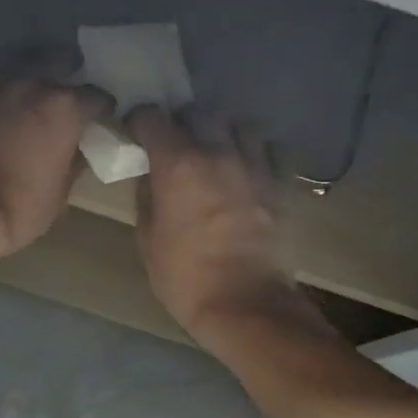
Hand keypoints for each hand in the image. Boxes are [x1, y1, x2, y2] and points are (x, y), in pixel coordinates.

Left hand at [0, 71, 105, 261]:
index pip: (96, 96)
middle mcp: (34, 83)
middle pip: (59, 59)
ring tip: (31, 89)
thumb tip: (81, 147)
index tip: (100, 117)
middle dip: (68, 70)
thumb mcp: (63, 191)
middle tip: (67, 88)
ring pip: (21, 63)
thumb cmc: (23, 207)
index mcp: (65, 107)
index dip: (101, 108)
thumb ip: (76, 159)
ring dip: (30, 73)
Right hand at [129, 106, 318, 344]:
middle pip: (199, 111)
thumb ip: (146, 197)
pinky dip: (255, 153)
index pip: (152, 116)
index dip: (140, 122)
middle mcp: (217, 153)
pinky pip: (270, 150)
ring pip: (240, 124)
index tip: (136, 135)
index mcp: (177, 165)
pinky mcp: (281, 184)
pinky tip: (247, 171)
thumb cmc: (185, 278)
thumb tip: (148, 174)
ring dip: (223, 133)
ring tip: (217, 154)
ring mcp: (254, 165)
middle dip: (183, 122)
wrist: (246, 305)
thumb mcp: (147, 240)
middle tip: (177, 145)